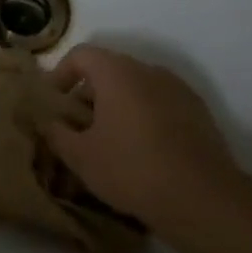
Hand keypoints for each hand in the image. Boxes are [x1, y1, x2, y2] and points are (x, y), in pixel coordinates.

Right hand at [39, 45, 245, 227]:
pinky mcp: (199, 113)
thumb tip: (49, 122)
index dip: (60, 74)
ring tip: (107, 142)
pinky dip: (142, 117)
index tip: (53, 104)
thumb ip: (56, 133)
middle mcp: (150, 71)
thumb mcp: (80, 156)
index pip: (81, 55)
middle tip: (76, 127)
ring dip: (116, 107)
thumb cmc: (131, 169)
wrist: (202, 197)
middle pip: (110, 70)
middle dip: (87, 95)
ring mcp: (179, 90)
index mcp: (118, 73)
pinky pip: (159, 104)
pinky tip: (139, 151)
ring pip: (137, 88)